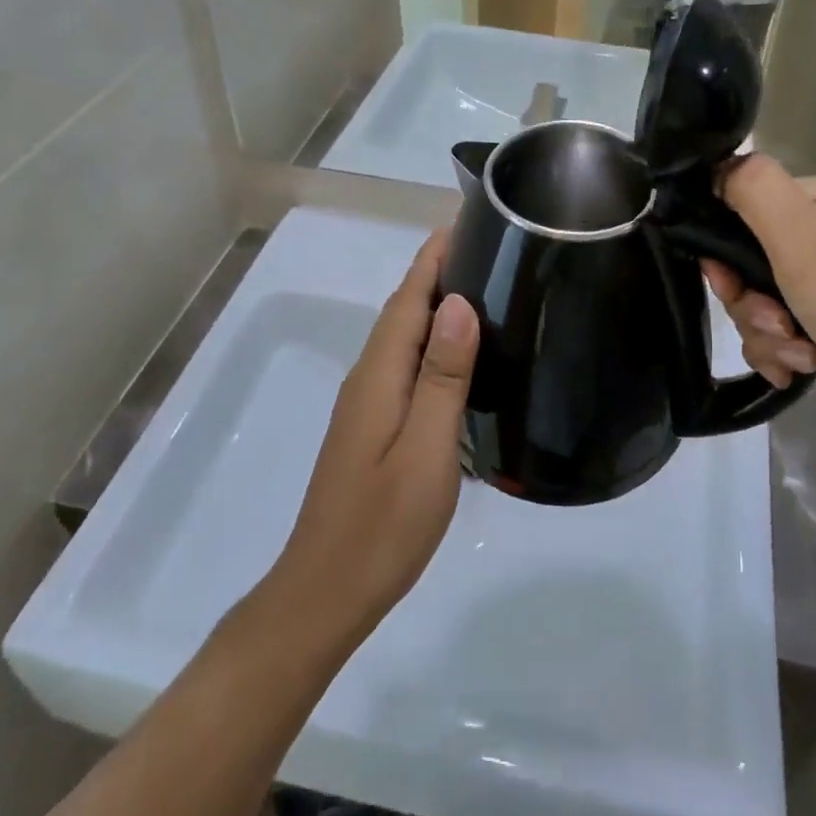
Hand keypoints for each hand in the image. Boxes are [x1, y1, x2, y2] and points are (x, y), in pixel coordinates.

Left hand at [274, 232, 478, 639]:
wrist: (324, 594)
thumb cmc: (382, 525)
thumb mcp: (426, 449)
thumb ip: (442, 375)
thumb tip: (458, 303)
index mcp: (379, 374)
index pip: (409, 297)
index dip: (434, 256)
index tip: (467, 221)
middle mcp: (367, 377)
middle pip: (403, 309)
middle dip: (438, 271)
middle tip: (491, 249)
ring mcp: (366, 402)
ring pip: (403, 336)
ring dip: (435, 304)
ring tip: (484, 288)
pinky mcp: (371, 425)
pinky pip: (404, 362)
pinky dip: (431, 340)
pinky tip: (459, 354)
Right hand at [703, 156, 815, 449]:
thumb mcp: (801, 236)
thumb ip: (752, 188)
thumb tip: (714, 169)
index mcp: (812, 200)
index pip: (736, 205)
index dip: (720, 247)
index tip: (729, 282)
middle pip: (742, 261)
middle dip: (748, 302)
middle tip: (776, 324)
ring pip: (757, 302)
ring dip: (766, 334)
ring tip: (800, 355)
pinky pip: (779, 332)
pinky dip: (783, 353)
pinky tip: (801, 369)